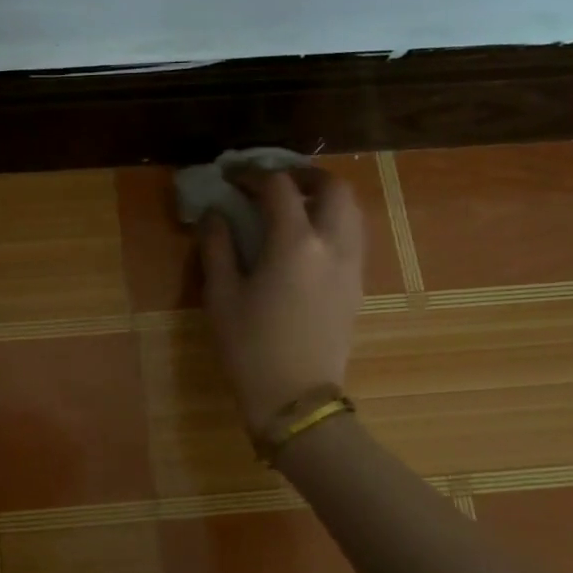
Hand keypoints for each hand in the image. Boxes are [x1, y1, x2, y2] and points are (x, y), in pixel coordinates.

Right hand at [199, 169, 364, 431]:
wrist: (295, 398)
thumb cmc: (249, 347)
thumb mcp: (220, 295)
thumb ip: (217, 246)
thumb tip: (214, 214)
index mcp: (294, 243)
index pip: (278, 187)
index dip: (252, 174)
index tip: (231, 177)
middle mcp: (332, 244)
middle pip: (332, 187)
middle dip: (302, 175)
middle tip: (272, 181)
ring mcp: (351, 265)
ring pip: (351, 209)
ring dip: (323, 196)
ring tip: (292, 205)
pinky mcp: (357, 284)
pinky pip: (353, 235)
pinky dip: (333, 220)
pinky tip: (305, 238)